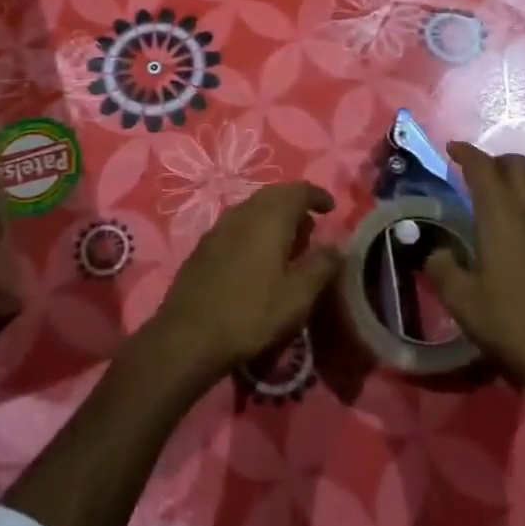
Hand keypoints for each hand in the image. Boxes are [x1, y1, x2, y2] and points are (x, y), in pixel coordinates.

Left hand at [141, 181, 341, 392]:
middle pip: (274, 195)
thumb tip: (336, 247)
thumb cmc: (251, 313)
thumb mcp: (298, 296)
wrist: (188, 335)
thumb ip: (321, 266)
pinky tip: (258, 259)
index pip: (299, 190)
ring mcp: (219, 226)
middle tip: (310, 230)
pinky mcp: (204, 245)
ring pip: (254, 209)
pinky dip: (255, 231)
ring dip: (274, 219)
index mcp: (269, 216)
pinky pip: (238, 225)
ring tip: (288, 247)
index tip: (330, 208)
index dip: (317, 195)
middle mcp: (243, 211)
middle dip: (295, 206)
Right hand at [424, 142, 524, 415]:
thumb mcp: (460, 298)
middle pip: (517, 165)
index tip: (451, 149)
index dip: (465, 152)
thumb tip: (436, 250)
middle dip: (494, 162)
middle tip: (474, 176)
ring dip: (518, 185)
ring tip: (500, 204)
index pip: (483, 167)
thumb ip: (441, 266)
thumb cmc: (510, 323)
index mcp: (501, 214)